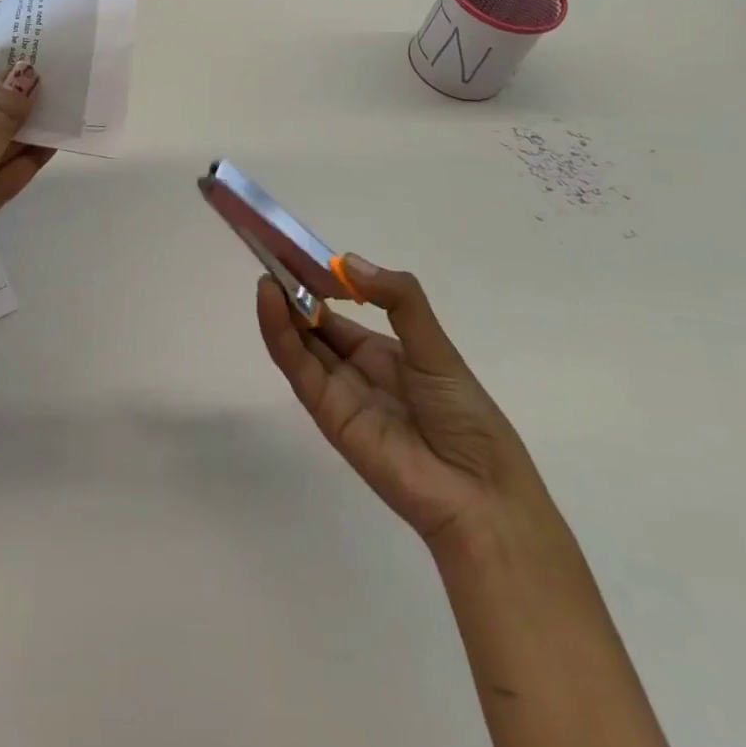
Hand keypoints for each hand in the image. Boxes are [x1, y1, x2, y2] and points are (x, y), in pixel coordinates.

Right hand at [257, 257, 549, 550]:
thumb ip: (399, 300)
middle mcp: (354, 370)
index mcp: (382, 353)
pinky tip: (270, 302)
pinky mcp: (326, 413)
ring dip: (278, 309)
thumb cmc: (465, 415)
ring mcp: (337, 392)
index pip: (337, 313)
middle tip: (269, 255)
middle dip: (290, 293)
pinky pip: (298, 368)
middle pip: (311, 327)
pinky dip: (279, 335)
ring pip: (298, 344)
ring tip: (266, 275)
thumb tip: (347, 261)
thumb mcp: (436, 346)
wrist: (480, 492)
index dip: (316, 285)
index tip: (295, 253)